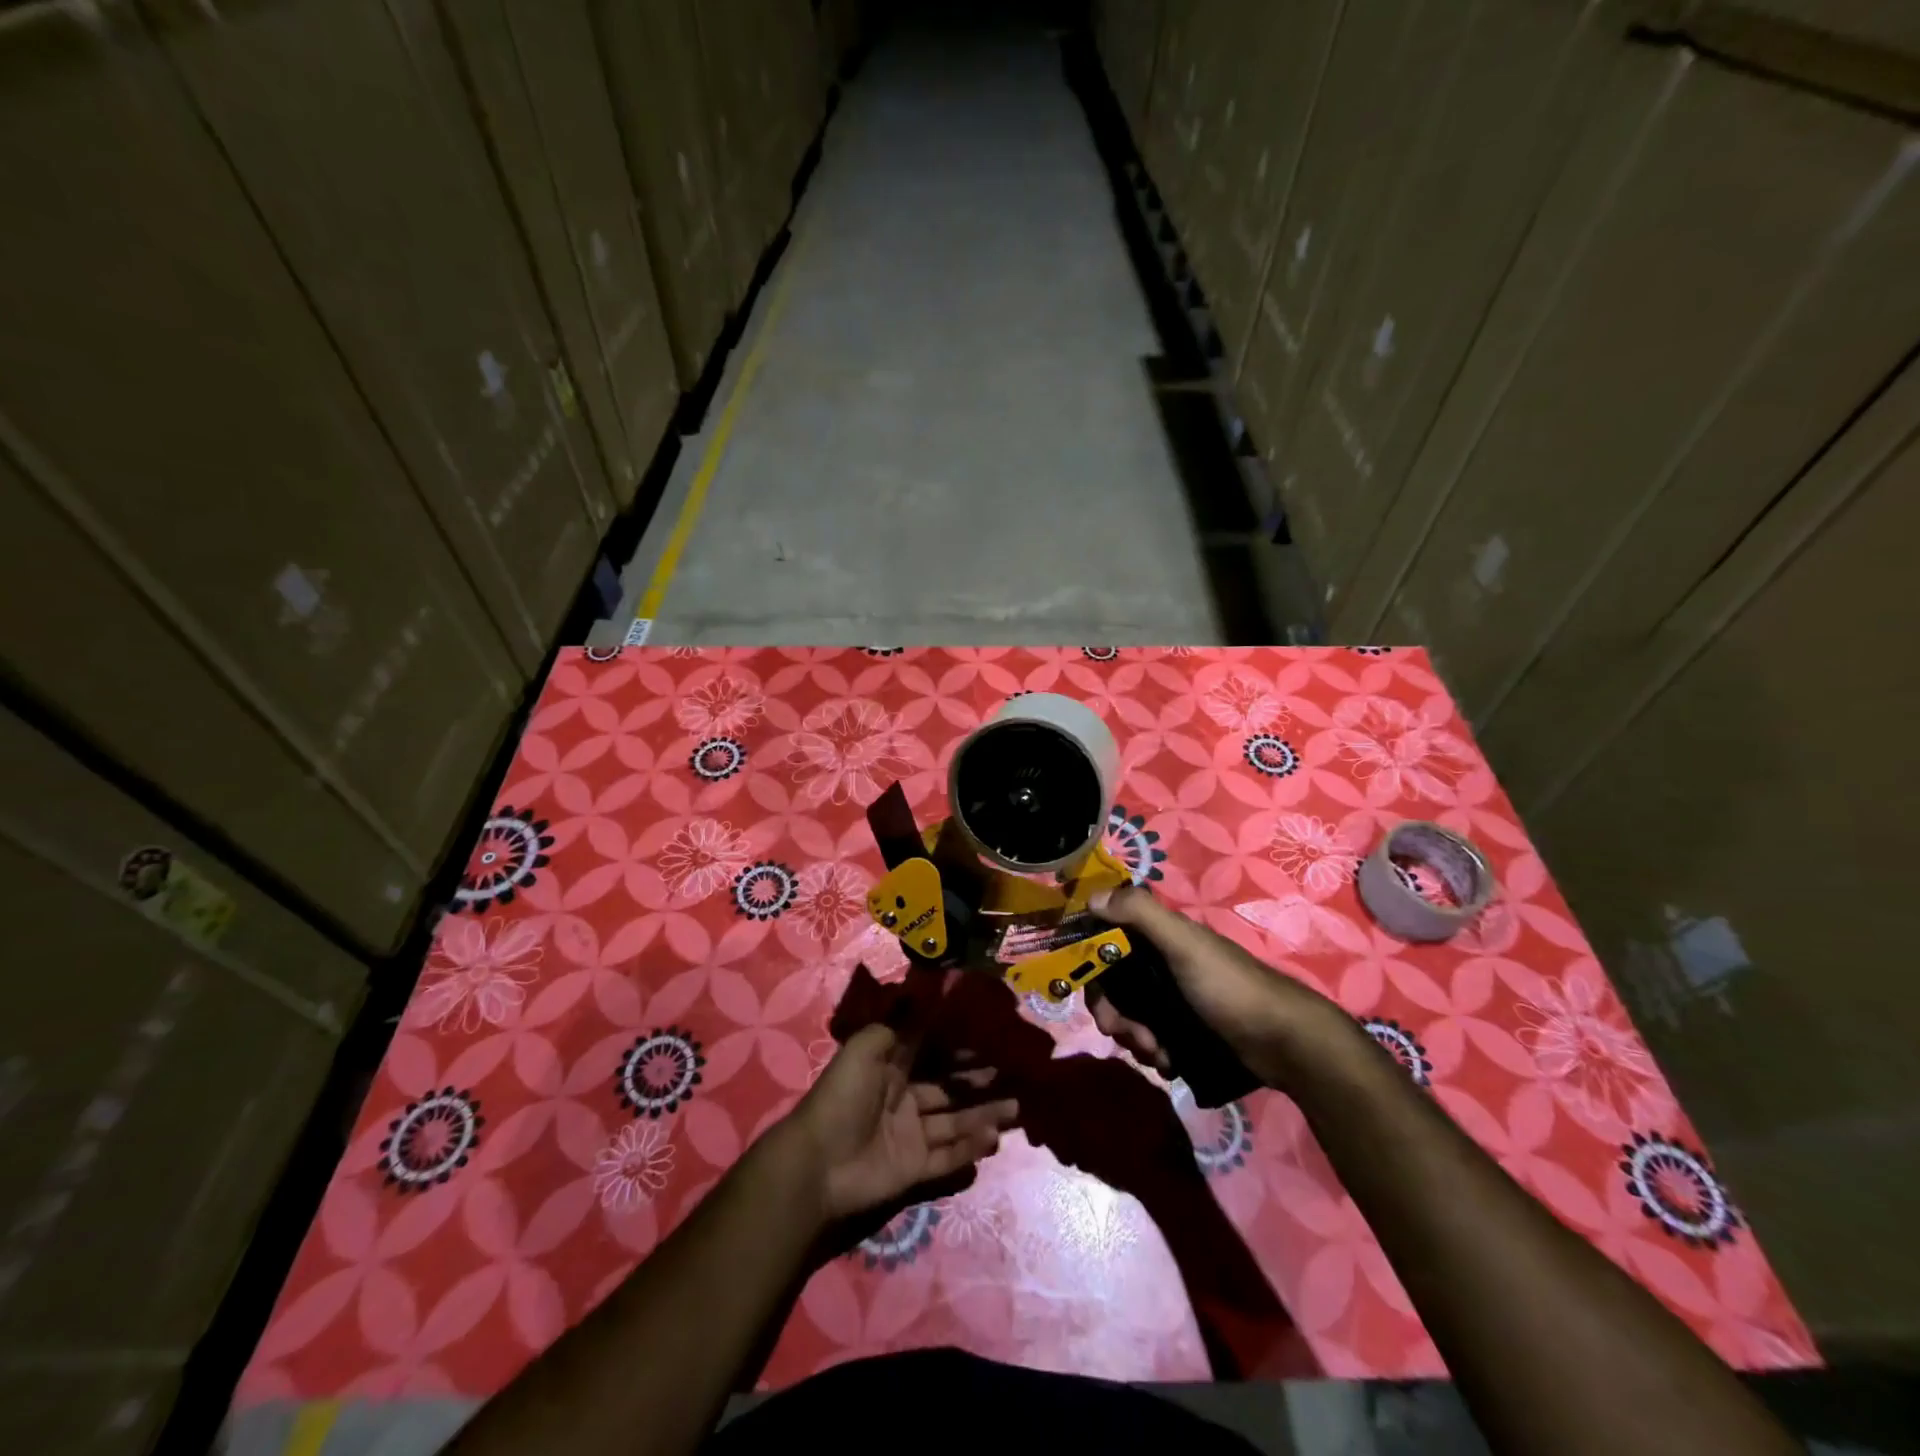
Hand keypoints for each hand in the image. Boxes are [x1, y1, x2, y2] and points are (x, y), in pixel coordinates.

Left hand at [783, 1023, 1018, 1222]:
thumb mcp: (862, 1049)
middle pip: (948, 1089)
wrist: (819, 1162)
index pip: (931, 1054)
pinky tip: (994, 1136)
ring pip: (955, 1122)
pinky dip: (970, 1148)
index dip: (957, 1048)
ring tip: (1016, 1107)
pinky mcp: (914, 1169)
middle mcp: (904, 1099)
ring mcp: (910, 1136)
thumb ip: (893, 1028)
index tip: (988, 1040)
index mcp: (891, 1069)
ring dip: (983, 1114)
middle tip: (1009, 1074)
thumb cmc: (842, 1097)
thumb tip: (920, 1006)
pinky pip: (948, 1157)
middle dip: (976, 1081)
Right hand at [1086, 885, 1353, 1091]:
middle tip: (1124, 1034)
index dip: (1090, 964)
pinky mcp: (1184, 1031)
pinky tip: (1168, 1062)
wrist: (1283, 1042)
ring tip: (1156, 1052)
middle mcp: (1161, 964)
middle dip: (1112, 1012)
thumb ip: (1141, 914)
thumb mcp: (1185, 944)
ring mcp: (1173, 1000)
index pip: (1106, 942)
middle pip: (1113, 985)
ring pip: (1129, 1016)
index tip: (1090, 990)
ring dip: (1133, 1038)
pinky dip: (1153, 1052)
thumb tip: (1092, 897)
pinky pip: (1150, 1039)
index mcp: (1159, 937)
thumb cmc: (1229, 986)